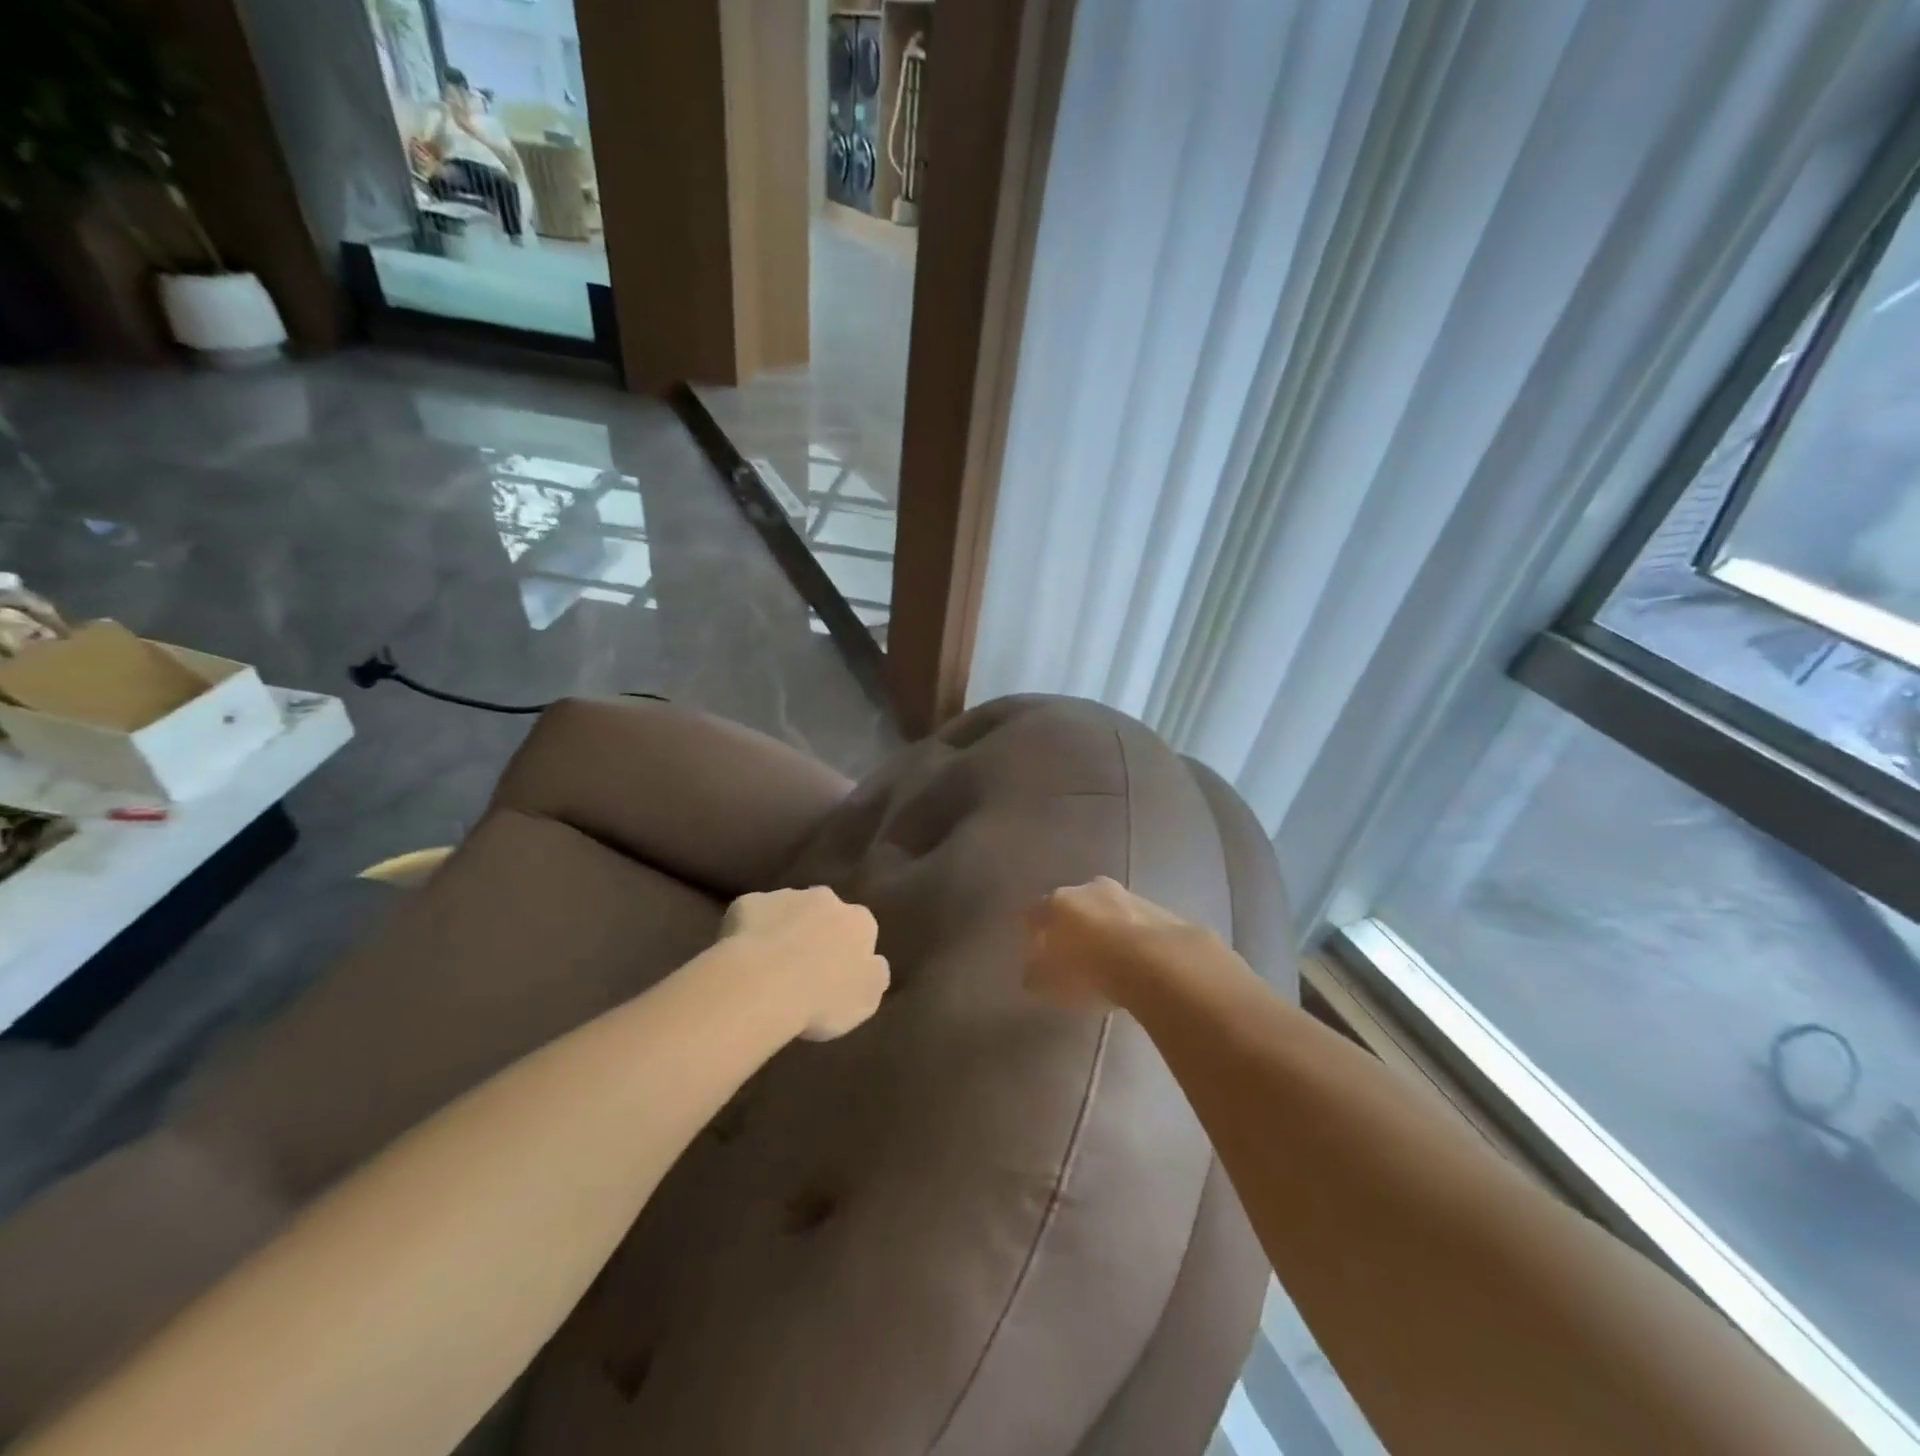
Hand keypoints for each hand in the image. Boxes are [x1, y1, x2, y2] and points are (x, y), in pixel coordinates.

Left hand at [721, 886, 888, 1040]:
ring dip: (783, 930)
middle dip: (816, 932)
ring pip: (787, 911)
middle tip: (801, 969)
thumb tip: (874, 963)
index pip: (862, 930)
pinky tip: (741, 960)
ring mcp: (784, 897)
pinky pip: (751, 917)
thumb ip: (874, 976)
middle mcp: (825, 899)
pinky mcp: (748, 903)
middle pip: (824, 913)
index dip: (848, 952)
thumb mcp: (866, 1000)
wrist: (762, 986)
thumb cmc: (823, 998)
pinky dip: (748, 933)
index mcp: (859, 922)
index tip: (835, 976)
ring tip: (768, 968)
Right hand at [1024, 877, 1202, 1008]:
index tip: (1034, 948)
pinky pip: (1132, 921)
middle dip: (1069, 924)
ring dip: (1102, 926)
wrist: (1154, 961)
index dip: (1032, 931)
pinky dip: (1129, 934)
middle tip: (1071, 951)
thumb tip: (1032, 974)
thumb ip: (1036, 976)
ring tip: (1105, 956)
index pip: (1034, 913)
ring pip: (1104, 909)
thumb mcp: (1051, 983)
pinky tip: (1132, 957)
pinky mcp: (1155, 908)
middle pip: (1071, 906)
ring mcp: (1124, 895)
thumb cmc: (1089, 970)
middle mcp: (1087, 890)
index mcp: (1056, 903)